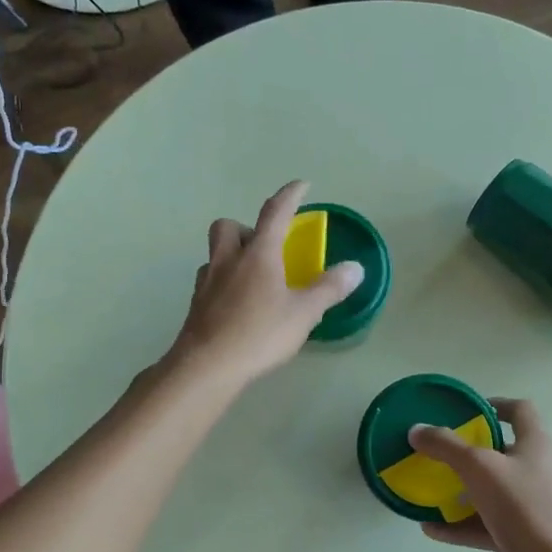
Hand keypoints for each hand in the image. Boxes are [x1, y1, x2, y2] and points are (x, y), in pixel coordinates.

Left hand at [169, 181, 363, 387]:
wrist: (207, 366)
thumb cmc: (260, 334)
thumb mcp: (304, 313)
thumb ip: (329, 288)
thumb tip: (355, 268)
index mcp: (258, 254)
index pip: (275, 213)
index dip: (290, 196)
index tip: (301, 185)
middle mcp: (229, 260)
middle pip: (229, 226)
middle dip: (247, 228)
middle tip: (267, 248)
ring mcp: (207, 282)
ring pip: (215, 253)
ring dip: (232, 254)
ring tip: (253, 277)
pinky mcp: (196, 305)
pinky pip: (209, 280)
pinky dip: (223, 282)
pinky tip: (237, 303)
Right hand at [408, 399, 551, 551]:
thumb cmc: (526, 507)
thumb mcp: (480, 469)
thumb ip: (446, 447)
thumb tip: (417, 429)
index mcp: (536, 444)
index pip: (520, 411)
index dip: (495, 406)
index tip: (466, 413)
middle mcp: (540, 471)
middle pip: (503, 453)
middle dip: (470, 454)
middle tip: (439, 456)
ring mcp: (537, 507)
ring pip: (494, 493)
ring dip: (463, 493)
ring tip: (430, 494)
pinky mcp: (529, 539)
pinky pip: (490, 526)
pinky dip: (463, 526)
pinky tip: (433, 530)